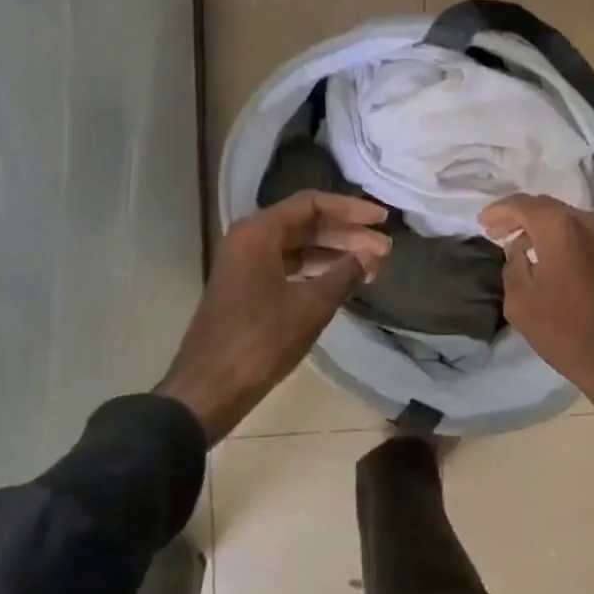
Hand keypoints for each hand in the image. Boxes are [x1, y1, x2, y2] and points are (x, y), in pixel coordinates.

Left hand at [158, 192, 391, 441]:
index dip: (351, 209)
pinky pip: (288, 265)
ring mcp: (246, 263)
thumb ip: (345, 273)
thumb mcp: (311, 306)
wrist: (208, 389)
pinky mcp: (247, 286)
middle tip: (384, 250)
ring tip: (372, 267)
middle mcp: (250, 239)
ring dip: (335, 253)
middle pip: (307, 223)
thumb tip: (371, 255)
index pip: (313, 204)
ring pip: (299, 245)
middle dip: (348, 234)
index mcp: (259, 232)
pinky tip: (342, 281)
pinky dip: (316, 269)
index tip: (382, 220)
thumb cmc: (261, 341)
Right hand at [479, 194, 593, 453]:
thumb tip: (518, 250)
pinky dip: (562, 240)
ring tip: (520, 245)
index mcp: (560, 228)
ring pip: (567, 221)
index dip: (499, 212)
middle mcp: (587, 224)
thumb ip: (513, 266)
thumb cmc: (566, 332)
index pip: (522, 204)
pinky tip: (551, 259)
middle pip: (546, 207)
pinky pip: (583, 238)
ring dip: (542, 228)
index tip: (482, 224)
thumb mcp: (521, 303)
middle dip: (519, 216)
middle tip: (497, 231)